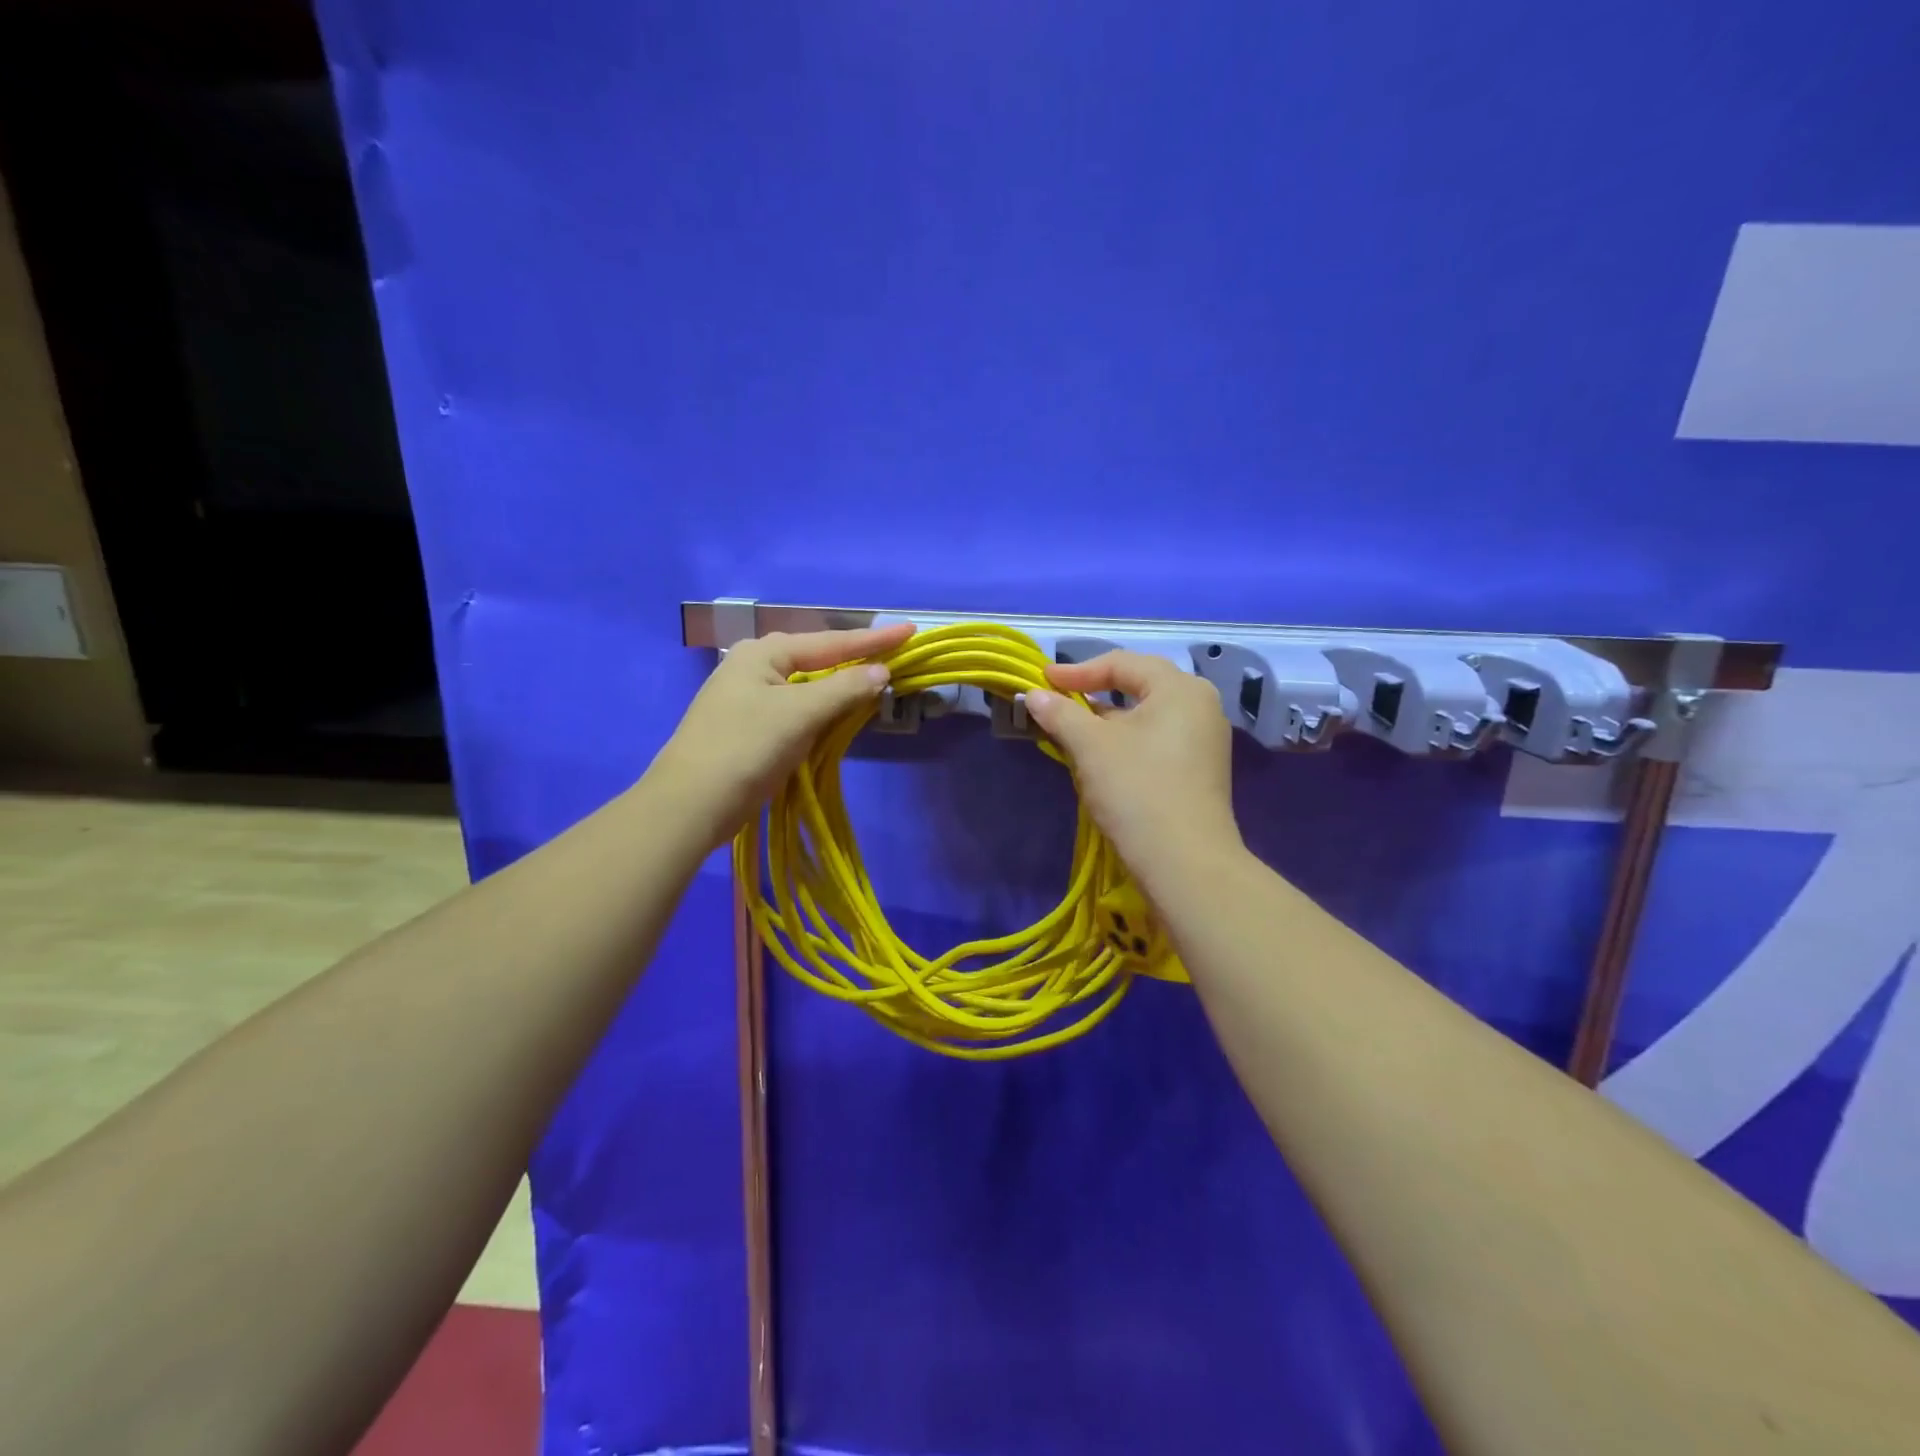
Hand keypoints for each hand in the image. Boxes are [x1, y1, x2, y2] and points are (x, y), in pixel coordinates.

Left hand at [651, 623, 914, 846]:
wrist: (690, 804)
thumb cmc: (746, 747)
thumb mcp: (800, 713)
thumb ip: (844, 688)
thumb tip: (881, 671)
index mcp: (762, 653)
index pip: (830, 642)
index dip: (873, 639)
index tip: (910, 630)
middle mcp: (752, 667)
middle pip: (815, 659)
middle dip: (854, 659)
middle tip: (893, 656)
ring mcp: (747, 699)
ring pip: (805, 686)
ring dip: (838, 687)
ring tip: (873, 682)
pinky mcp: (747, 729)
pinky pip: (795, 710)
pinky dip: (820, 711)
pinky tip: (836, 716)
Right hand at [1024, 652, 1240, 879]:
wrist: (1185, 863)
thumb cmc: (1137, 789)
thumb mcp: (1090, 746)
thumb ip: (1060, 713)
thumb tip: (1034, 695)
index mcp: (1181, 688)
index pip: (1122, 663)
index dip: (1077, 670)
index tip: (1042, 681)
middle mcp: (1200, 706)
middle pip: (1138, 686)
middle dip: (1093, 693)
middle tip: (1057, 701)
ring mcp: (1204, 741)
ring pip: (1146, 717)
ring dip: (1107, 721)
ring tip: (1072, 731)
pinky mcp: (1199, 771)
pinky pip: (1157, 741)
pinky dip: (1126, 742)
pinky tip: (1102, 759)